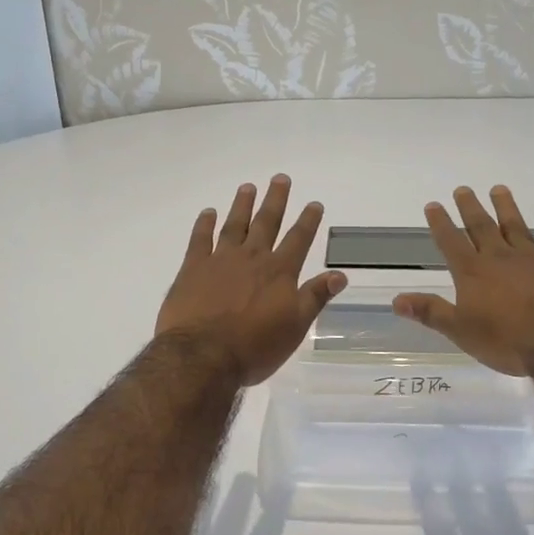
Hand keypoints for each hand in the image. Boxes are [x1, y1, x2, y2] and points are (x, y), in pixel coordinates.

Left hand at [155, 175, 346, 385]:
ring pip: (234, 225)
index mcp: (279, 272)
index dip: (308, 221)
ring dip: (242, 205)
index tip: (314, 203)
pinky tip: (208, 212)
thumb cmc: (255, 347)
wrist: (203, 356)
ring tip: (248, 187)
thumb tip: (340, 274)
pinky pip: (200, 239)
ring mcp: (220, 260)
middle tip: (280, 178)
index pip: (298, 240)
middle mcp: (252, 258)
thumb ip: (315, 297)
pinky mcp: (192, 268)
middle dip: (275, 200)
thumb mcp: (295, 326)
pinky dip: (204, 224)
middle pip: (266, 222)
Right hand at [393, 185, 533, 375]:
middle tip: (463, 189)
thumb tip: (396, 300)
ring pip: (516, 227)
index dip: (440, 223)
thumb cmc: (508, 341)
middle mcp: (500, 258)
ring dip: (506, 208)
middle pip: (482, 227)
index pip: (451, 242)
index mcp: (473, 272)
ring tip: (499, 189)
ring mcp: (533, 259)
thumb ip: (430, 312)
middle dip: (470, 208)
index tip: (433, 205)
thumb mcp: (461, 331)